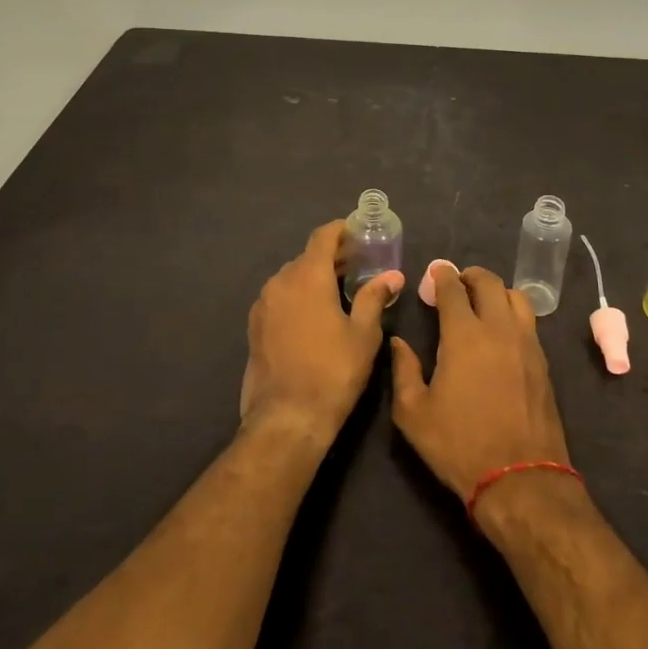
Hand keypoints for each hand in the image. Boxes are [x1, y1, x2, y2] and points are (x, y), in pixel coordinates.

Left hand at [240, 221, 399, 449]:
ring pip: (291, 278)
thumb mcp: (364, 335)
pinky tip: (315, 315)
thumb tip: (392, 276)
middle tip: (358, 265)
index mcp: (307, 276)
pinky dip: (298, 296)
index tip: (358, 232)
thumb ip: (375, 298)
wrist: (286, 418)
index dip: (341, 230)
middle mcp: (280, 282)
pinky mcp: (255, 327)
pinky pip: (280, 298)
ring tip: (339, 291)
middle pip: (307, 257)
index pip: (322, 237)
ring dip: (314, 277)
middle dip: (331, 256)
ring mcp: (263, 305)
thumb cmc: (333, 372)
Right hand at [390, 264, 571, 503]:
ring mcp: (527, 344)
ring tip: (483, 302)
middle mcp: (499, 329)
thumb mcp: (413, 414)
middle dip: (471, 276)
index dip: (442, 276)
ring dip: (497, 291)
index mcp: (464, 335)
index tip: (435, 272)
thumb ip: (403, 371)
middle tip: (458, 283)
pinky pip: (529, 322)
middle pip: (490, 283)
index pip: (453, 289)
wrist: (520, 479)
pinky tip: (502, 331)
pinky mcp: (543, 363)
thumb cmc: (460, 445)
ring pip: (516, 297)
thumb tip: (399, 342)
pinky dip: (513, 313)